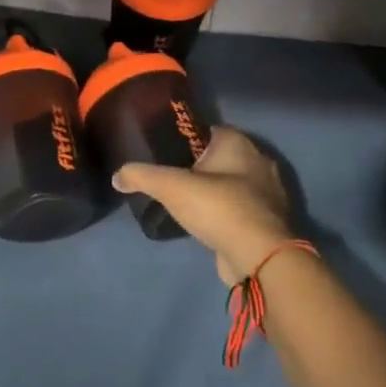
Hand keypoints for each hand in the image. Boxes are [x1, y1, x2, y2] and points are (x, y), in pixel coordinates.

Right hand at [112, 126, 295, 284]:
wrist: (259, 256)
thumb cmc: (218, 207)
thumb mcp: (171, 187)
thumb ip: (142, 176)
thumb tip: (117, 176)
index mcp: (238, 142)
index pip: (207, 130)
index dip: (185, 139)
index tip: (164, 152)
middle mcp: (258, 161)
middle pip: (220, 157)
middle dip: (198, 166)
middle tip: (170, 179)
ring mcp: (267, 192)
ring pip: (232, 184)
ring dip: (213, 192)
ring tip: (184, 203)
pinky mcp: (268, 220)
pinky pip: (240, 208)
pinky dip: (225, 213)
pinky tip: (206, 224)